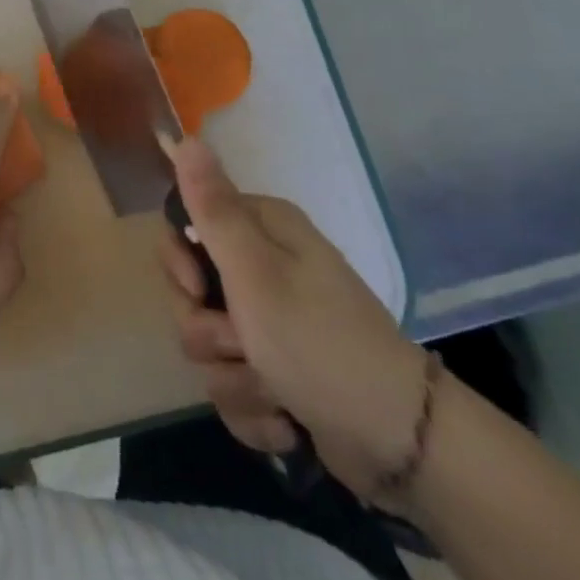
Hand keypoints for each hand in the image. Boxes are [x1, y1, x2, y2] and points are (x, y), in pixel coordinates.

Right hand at [161, 136, 428, 501]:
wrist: (401, 442)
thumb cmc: (320, 342)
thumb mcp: (255, 271)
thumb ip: (213, 208)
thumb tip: (185, 137)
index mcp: (261, 230)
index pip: (184, 226)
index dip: (179, 261)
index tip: (195, 288)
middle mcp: (264, 268)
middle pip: (188, 292)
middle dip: (206, 331)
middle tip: (241, 344)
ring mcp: (270, 323)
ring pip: (207, 345)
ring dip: (233, 378)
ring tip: (274, 391)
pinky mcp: (276, 372)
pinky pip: (231, 386)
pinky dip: (252, 409)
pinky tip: (283, 420)